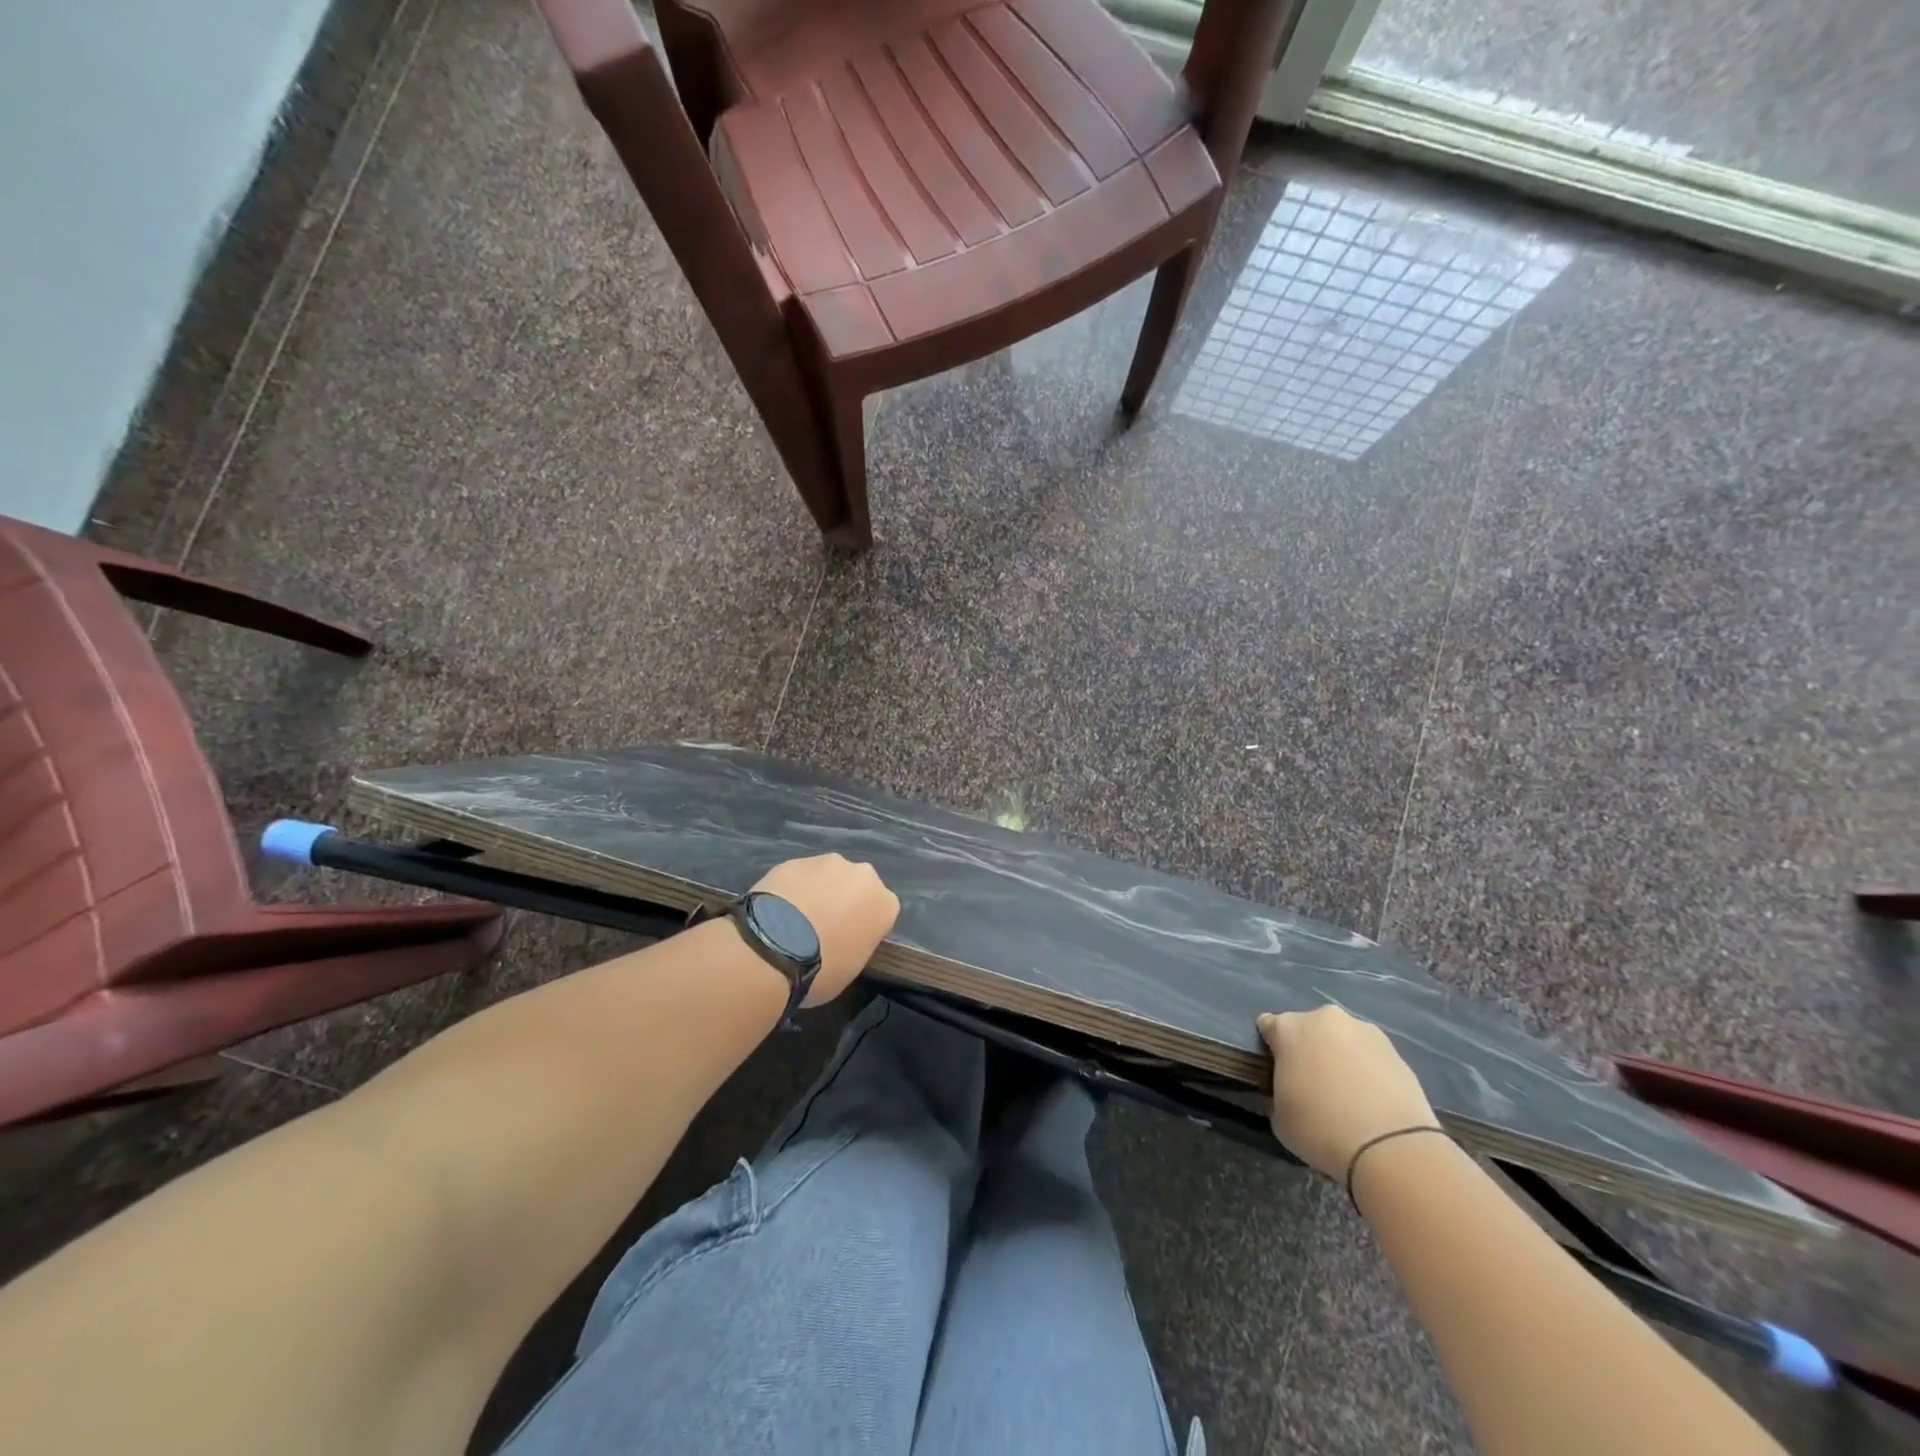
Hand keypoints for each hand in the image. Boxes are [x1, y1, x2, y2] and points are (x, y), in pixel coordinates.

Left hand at [751, 854, 899, 1005]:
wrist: (773, 949)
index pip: (882, 912)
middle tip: (822, 928)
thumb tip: (843, 937)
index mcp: (885, 903)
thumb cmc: (822, 969)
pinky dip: (792, 889)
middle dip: (844, 901)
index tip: (848, 942)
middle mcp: (863, 875)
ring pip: (827, 876)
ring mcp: (827, 863)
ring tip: (794, 920)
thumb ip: (857, 943)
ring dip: (818, 891)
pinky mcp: (794, 861)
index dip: (864, 927)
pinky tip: (775, 911)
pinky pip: (799, 876)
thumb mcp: (852, 968)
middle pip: (857, 887)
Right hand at [1257, 1006, 1439, 1177]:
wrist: (1392, 1148)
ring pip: (1343, 1039)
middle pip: (1309, 1028)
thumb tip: (1290, 1092)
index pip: (1268, 1025)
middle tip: (1314, 1084)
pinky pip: (1371, 1056)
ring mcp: (1364, 1031)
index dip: (1272, 1048)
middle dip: (1308, 1049)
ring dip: (1340, 1056)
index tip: (1278, 1071)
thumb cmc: (1321, 1129)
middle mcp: (1324, 1019)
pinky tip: (1373, 1101)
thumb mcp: (1280, 1117)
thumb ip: (1278, 1093)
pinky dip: (1368, 1070)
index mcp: (1289, 1028)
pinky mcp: (1396, 1050)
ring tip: (1350, 1095)